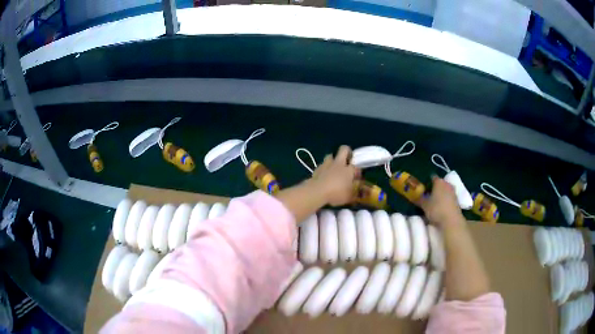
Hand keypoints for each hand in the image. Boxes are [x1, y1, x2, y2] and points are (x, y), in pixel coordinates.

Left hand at [310, 146, 359, 206]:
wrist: (317, 191)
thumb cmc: (336, 193)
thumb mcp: (349, 197)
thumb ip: (353, 193)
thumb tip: (356, 192)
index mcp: (348, 170)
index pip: (356, 166)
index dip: (357, 171)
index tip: (356, 177)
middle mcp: (338, 164)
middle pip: (344, 149)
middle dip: (347, 151)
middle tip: (347, 160)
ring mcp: (327, 164)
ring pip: (330, 155)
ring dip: (333, 159)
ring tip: (333, 167)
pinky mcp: (317, 168)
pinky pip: (322, 165)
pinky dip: (324, 168)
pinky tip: (324, 175)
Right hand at [420, 176, 464, 228]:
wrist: (452, 220)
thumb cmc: (437, 209)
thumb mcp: (424, 205)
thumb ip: (419, 199)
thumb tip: (412, 196)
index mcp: (439, 182)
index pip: (432, 177)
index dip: (427, 182)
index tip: (422, 189)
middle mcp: (447, 184)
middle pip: (439, 183)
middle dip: (434, 188)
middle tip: (427, 196)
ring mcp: (453, 192)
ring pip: (444, 190)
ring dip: (440, 195)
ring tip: (433, 203)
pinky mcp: (457, 200)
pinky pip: (448, 197)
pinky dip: (444, 200)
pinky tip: (440, 208)